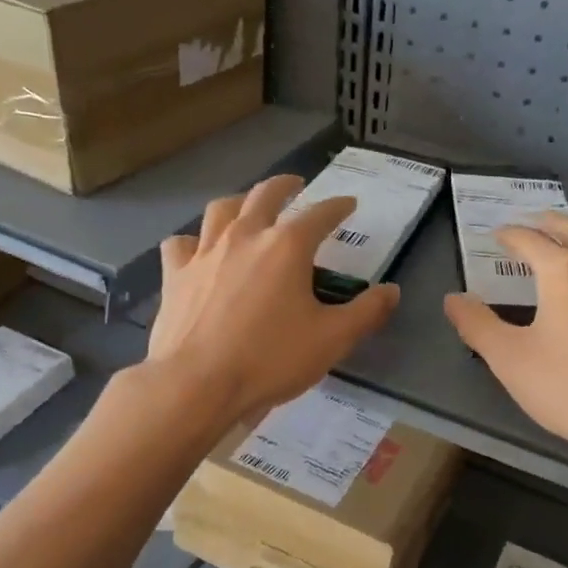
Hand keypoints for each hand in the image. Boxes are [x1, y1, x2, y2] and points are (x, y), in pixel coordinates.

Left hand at [149, 175, 398, 424]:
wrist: (197, 384)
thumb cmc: (270, 359)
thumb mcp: (332, 339)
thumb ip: (366, 312)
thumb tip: (392, 291)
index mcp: (287, 246)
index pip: (320, 214)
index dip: (338, 206)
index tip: (349, 204)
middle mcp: (245, 235)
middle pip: (265, 194)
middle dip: (285, 185)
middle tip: (296, 184)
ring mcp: (205, 252)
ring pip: (222, 209)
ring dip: (240, 201)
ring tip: (248, 206)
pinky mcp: (176, 274)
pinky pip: (182, 243)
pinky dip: (194, 240)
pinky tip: (198, 250)